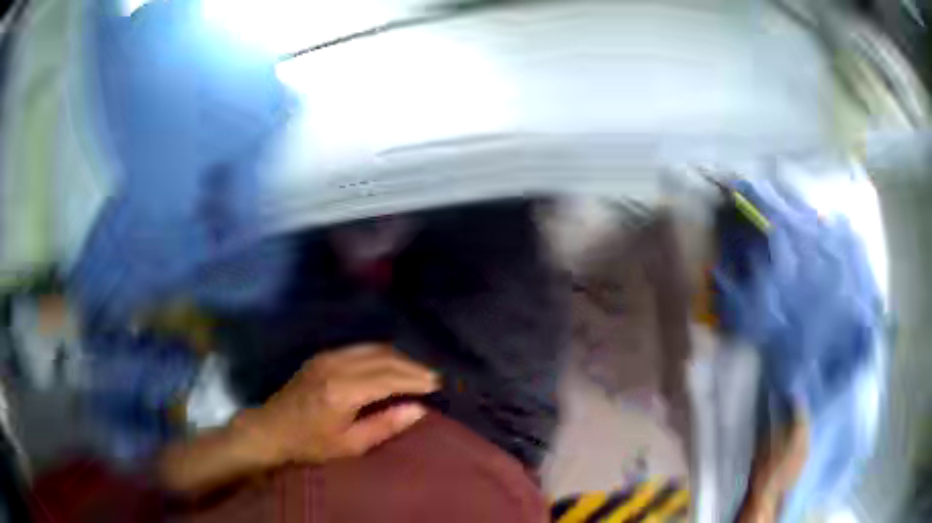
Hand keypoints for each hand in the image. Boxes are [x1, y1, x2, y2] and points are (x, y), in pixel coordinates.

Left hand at [238, 344, 439, 466]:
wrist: (272, 428)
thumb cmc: (311, 444)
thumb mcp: (350, 445)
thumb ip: (386, 425)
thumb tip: (419, 409)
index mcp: (343, 391)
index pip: (389, 378)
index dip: (415, 380)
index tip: (437, 384)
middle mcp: (336, 366)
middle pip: (384, 358)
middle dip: (412, 366)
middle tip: (433, 377)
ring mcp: (327, 357)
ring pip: (373, 348)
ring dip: (399, 358)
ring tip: (417, 371)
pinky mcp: (322, 356)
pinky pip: (360, 349)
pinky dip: (382, 354)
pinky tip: (392, 365)